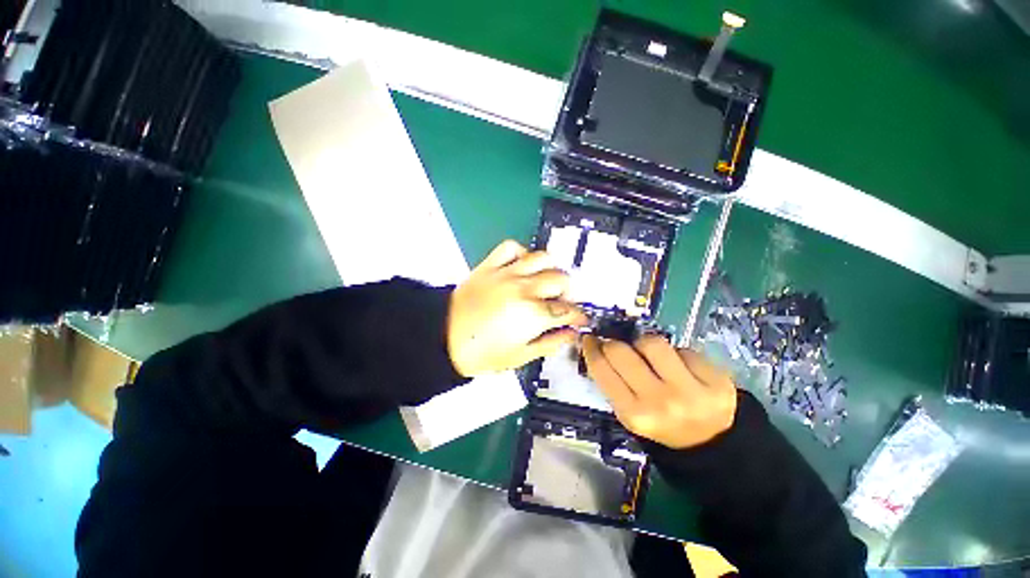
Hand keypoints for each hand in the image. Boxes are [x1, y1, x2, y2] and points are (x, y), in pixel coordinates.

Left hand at [448, 240, 588, 376]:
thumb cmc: (482, 353)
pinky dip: (522, 253)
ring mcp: (506, 273)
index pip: (567, 310)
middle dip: (569, 292)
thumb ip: (550, 343)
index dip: (579, 316)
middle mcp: (524, 288)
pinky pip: (511, 247)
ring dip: (551, 268)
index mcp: (533, 314)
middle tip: (563, 302)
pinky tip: (523, 265)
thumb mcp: (520, 357)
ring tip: (547, 280)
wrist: (442, 338)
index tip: (581, 319)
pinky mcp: (490, 265)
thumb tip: (572, 334)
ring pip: (541, 257)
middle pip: (560, 279)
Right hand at [582, 334, 737, 448]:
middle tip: (618, 346)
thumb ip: (613, 382)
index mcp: (633, 414)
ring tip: (651, 356)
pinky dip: (677, 353)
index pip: (602, 368)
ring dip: (645, 345)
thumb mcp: (629, 413)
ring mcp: (691, 392)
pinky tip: (680, 367)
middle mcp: (659, 402)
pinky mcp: (718, 382)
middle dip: (615, 344)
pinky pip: (684, 349)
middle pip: (622, 351)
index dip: (592, 348)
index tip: (590, 339)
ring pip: (652, 342)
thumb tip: (598, 345)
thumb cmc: (659, 424)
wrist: (709, 444)